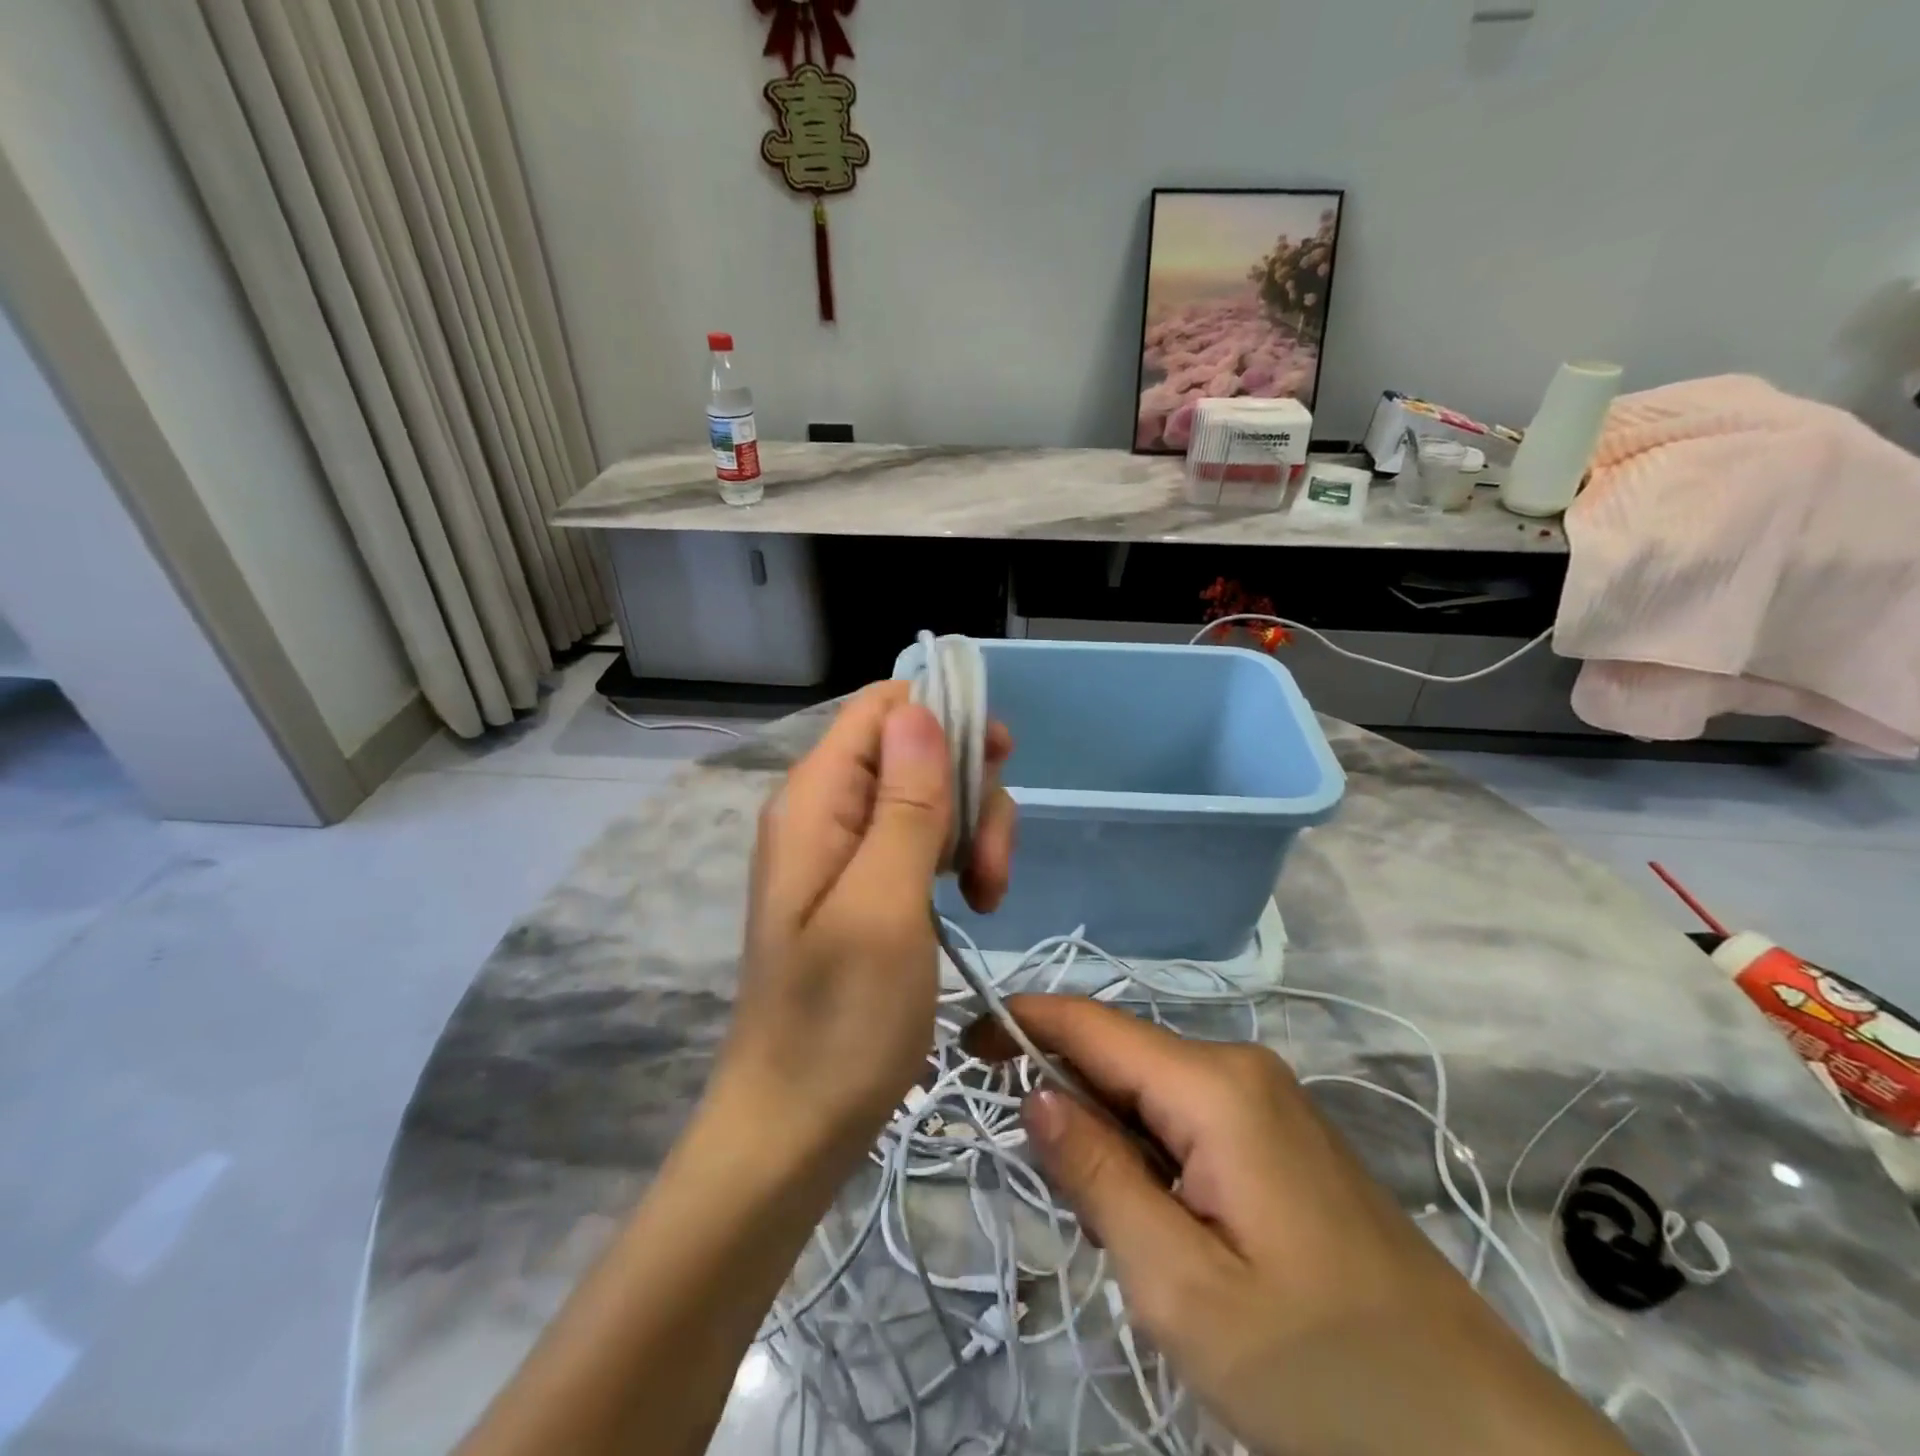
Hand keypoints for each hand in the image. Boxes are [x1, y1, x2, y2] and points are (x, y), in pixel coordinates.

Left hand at [713, 683, 1015, 1160]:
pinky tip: (974, 902)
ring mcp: (846, 849)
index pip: (882, 707)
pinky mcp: (867, 884)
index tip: (999, 762)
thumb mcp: (884, 905)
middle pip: (916, 749)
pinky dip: (958, 858)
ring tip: (988, 896)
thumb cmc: (839, 1020)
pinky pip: (922, 840)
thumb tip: (920, 712)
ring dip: (973, 831)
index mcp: (816, 798)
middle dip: (969, 789)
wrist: (796, 1123)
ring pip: (929, 795)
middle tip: (990, 863)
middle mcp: (827, 809)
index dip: (944, 716)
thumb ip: (905, 804)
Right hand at [982, 995, 1631, 1455]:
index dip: (1019, 1023)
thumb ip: (1097, 1174)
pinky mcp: (1280, 1136)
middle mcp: (1239, 1067)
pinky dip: (1146, 1154)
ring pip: (1148, 1091)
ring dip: (1106, 1136)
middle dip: (1063, 1098)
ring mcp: (1266, 1100)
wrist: (1483, 1445)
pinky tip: (1157, 1223)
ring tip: (1106, 1225)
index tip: (960, 1045)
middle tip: (1041, 1185)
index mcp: (1213, 1085)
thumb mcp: (1181, 1287)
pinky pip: (1186, 1119)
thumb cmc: (1323, 1373)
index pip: (1090, 1025)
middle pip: (1118, 1056)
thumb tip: (1034, 1092)